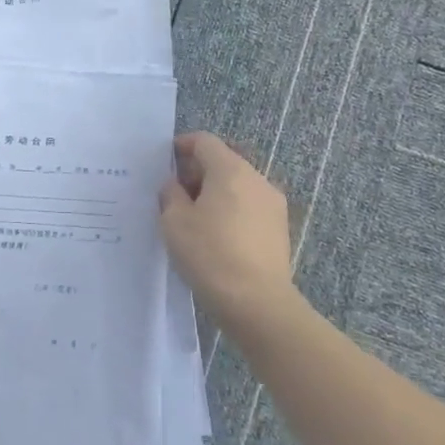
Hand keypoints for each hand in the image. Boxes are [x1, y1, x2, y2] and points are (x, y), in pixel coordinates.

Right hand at [158, 132, 306, 334]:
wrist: (257, 303)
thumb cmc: (210, 254)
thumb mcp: (174, 222)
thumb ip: (171, 194)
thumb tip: (176, 185)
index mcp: (230, 170)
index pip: (204, 141)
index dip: (182, 145)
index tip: (165, 161)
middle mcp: (256, 179)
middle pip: (223, 161)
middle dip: (198, 171)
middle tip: (175, 193)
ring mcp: (273, 204)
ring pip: (238, 185)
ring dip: (215, 192)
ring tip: (194, 217)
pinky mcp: (279, 228)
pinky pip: (249, 206)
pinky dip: (230, 209)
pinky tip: (216, 235)